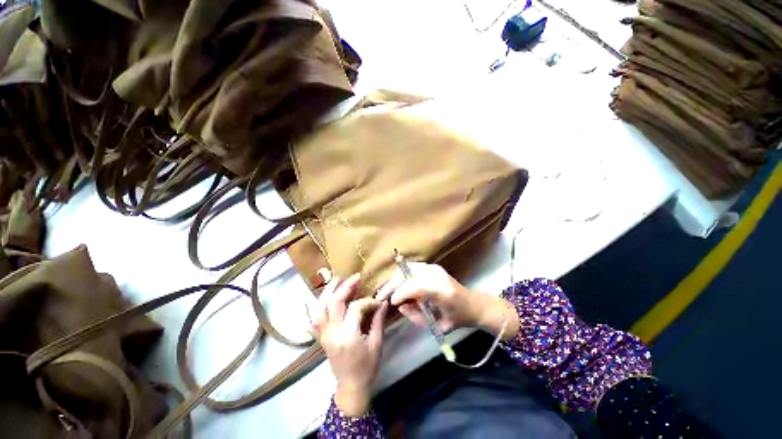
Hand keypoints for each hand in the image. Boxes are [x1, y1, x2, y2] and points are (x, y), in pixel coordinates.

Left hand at [309, 273, 388, 416]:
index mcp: (348, 335)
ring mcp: (324, 334)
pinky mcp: (321, 337)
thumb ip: (378, 320)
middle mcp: (332, 332)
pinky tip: (318, 297)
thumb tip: (383, 302)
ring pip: (320, 307)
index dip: (368, 301)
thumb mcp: (377, 343)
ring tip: (337, 279)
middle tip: (356, 277)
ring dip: (328, 291)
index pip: (356, 308)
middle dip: (345, 287)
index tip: (377, 302)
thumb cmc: (367, 367)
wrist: (351, 386)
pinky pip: (313, 319)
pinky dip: (314, 306)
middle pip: (334, 302)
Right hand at [376, 263, 516, 338]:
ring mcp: (434, 268)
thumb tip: (399, 305)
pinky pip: (410, 268)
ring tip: (386, 291)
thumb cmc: (457, 318)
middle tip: (380, 296)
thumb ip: (416, 316)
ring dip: (394, 279)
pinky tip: (395, 285)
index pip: (416, 286)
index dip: (400, 293)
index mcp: (443, 291)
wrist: (472, 303)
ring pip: (406, 269)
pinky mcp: (431, 266)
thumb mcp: (438, 325)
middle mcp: (437, 274)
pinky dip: (400, 276)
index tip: (390, 303)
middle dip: (392, 285)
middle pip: (408, 274)